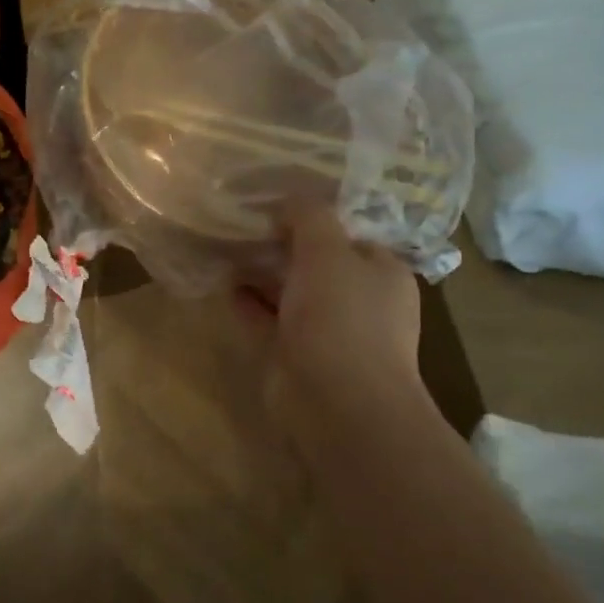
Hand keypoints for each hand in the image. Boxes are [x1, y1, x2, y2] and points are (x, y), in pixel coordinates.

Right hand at [245, 205, 431, 435]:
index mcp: (381, 272)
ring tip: (226, 243)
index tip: (277, 198)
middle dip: (282, 242)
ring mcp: (326, 331)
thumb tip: (290, 200)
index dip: (315, 215)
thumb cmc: (343, 317)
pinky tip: (223, 282)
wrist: (337, 404)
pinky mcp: (295, 355)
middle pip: (316, 261)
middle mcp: (358, 300)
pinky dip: (248, 302)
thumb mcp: (328, 250)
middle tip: (243, 217)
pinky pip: (267, 319)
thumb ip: (309, 217)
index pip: (349, 233)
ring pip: (289, 291)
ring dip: (261, 272)